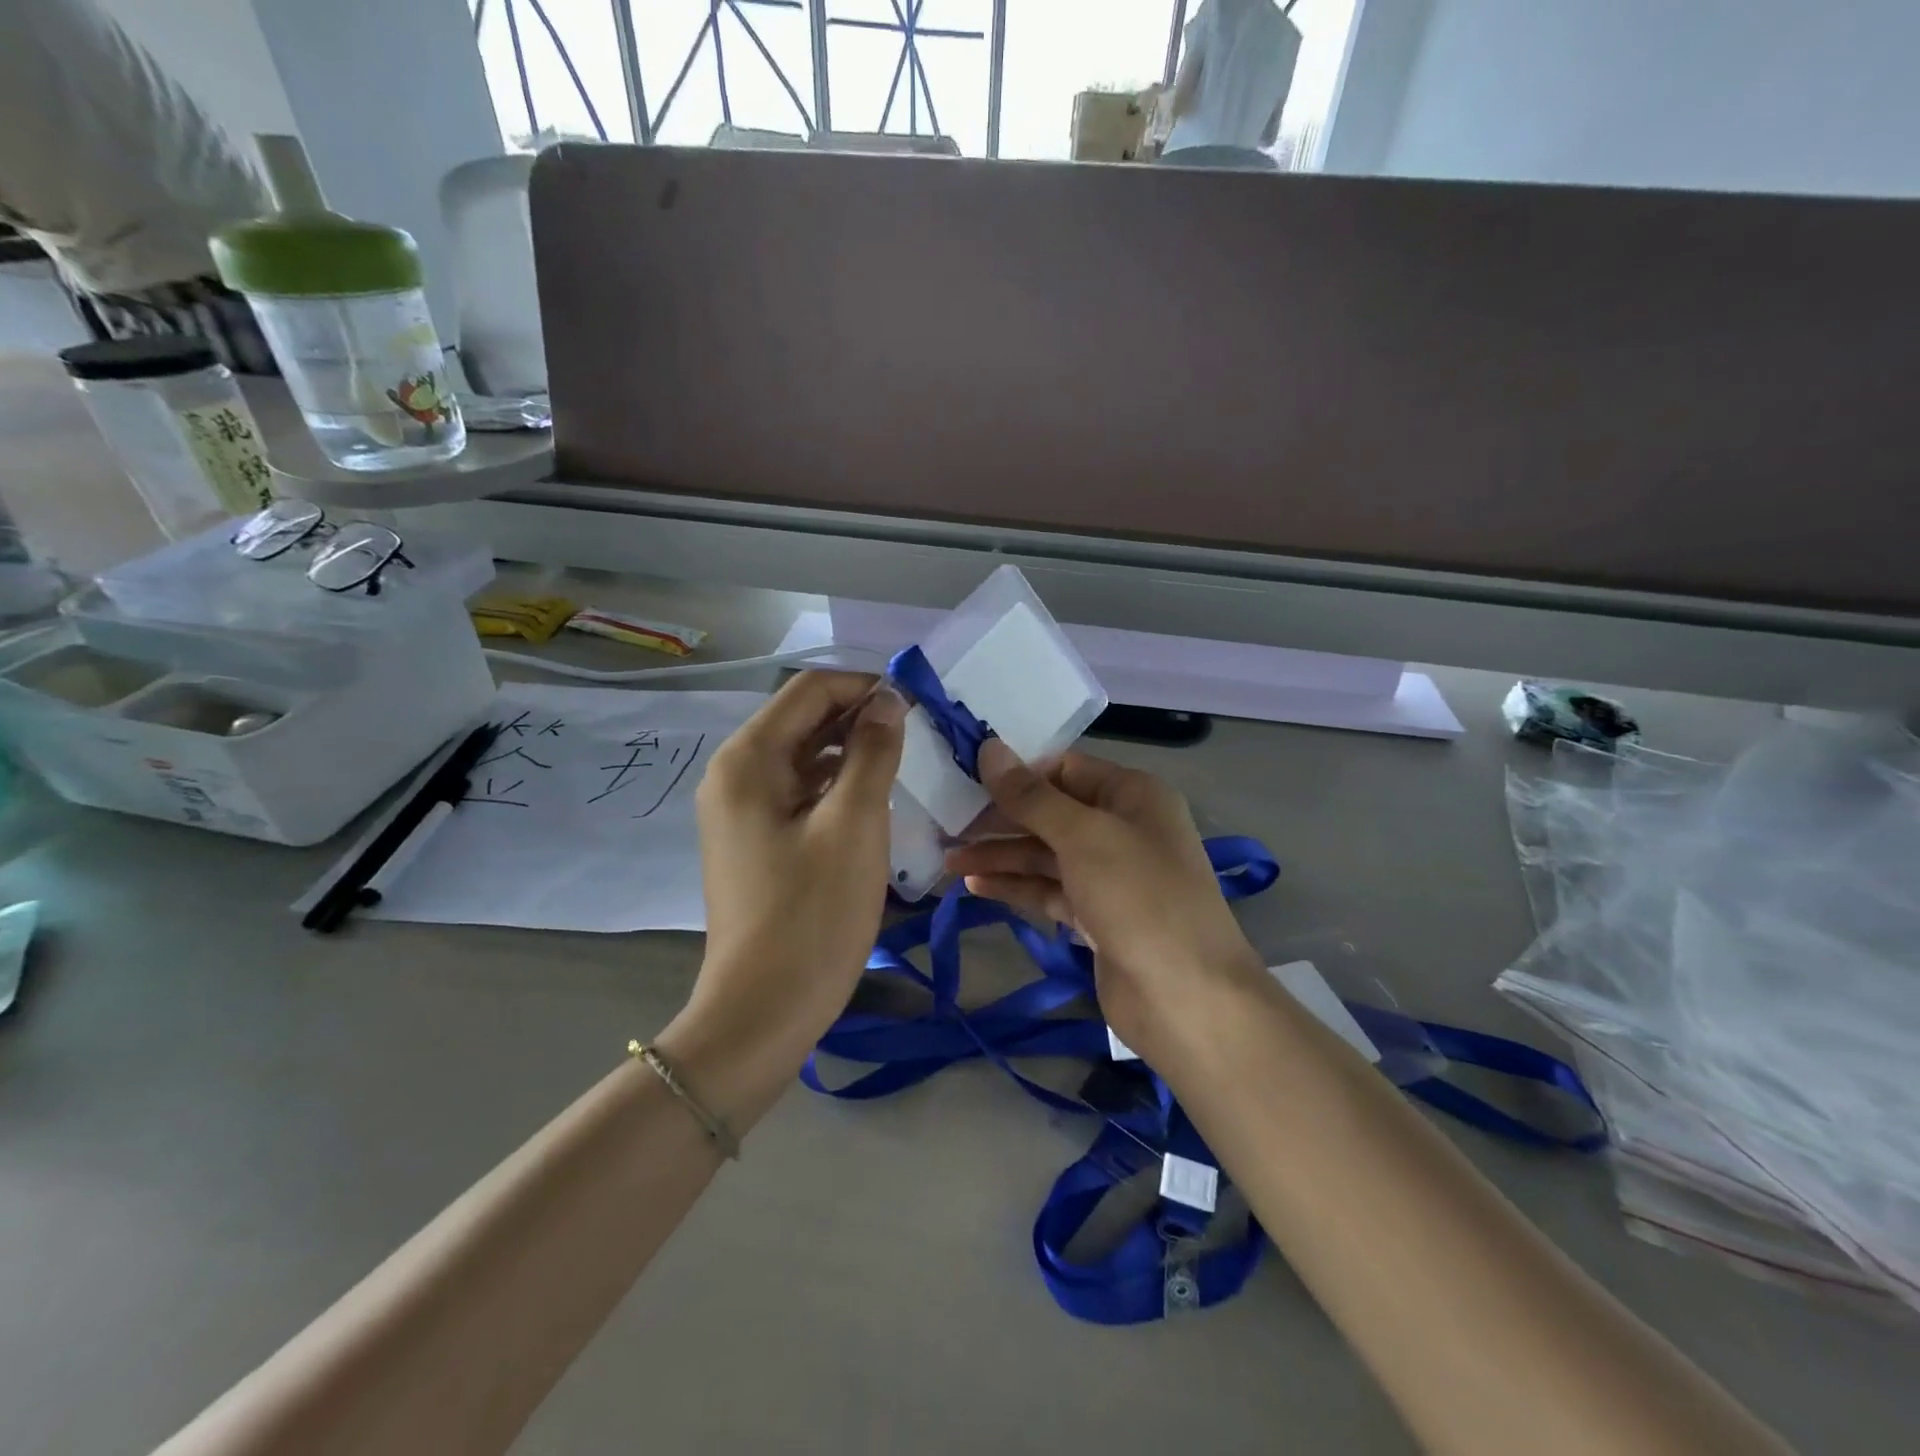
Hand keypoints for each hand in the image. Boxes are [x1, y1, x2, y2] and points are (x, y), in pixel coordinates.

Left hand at [687, 671, 906, 1047]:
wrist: (763, 1011)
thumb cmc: (812, 915)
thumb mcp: (855, 825)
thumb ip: (873, 752)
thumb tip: (888, 701)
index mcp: (748, 759)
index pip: (810, 690)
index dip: (865, 686)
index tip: (916, 704)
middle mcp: (733, 774)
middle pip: (802, 719)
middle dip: (859, 716)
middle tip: (917, 733)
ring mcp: (739, 809)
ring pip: (802, 756)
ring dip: (850, 750)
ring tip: (902, 762)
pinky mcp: (753, 839)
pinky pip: (797, 791)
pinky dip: (834, 784)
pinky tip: (871, 799)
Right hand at [944, 742, 1264, 1059]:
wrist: (1187, 998)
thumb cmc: (1138, 897)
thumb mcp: (1083, 835)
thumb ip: (1031, 796)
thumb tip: (989, 747)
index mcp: (1132, 795)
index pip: (1065, 769)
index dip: (1018, 773)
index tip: (967, 778)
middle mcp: (1122, 828)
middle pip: (1051, 812)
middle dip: (1002, 818)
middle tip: (948, 824)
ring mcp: (1110, 875)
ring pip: (1046, 854)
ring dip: (1001, 855)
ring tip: (949, 859)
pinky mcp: (1096, 916)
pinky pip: (1049, 890)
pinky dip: (1016, 886)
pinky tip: (975, 886)